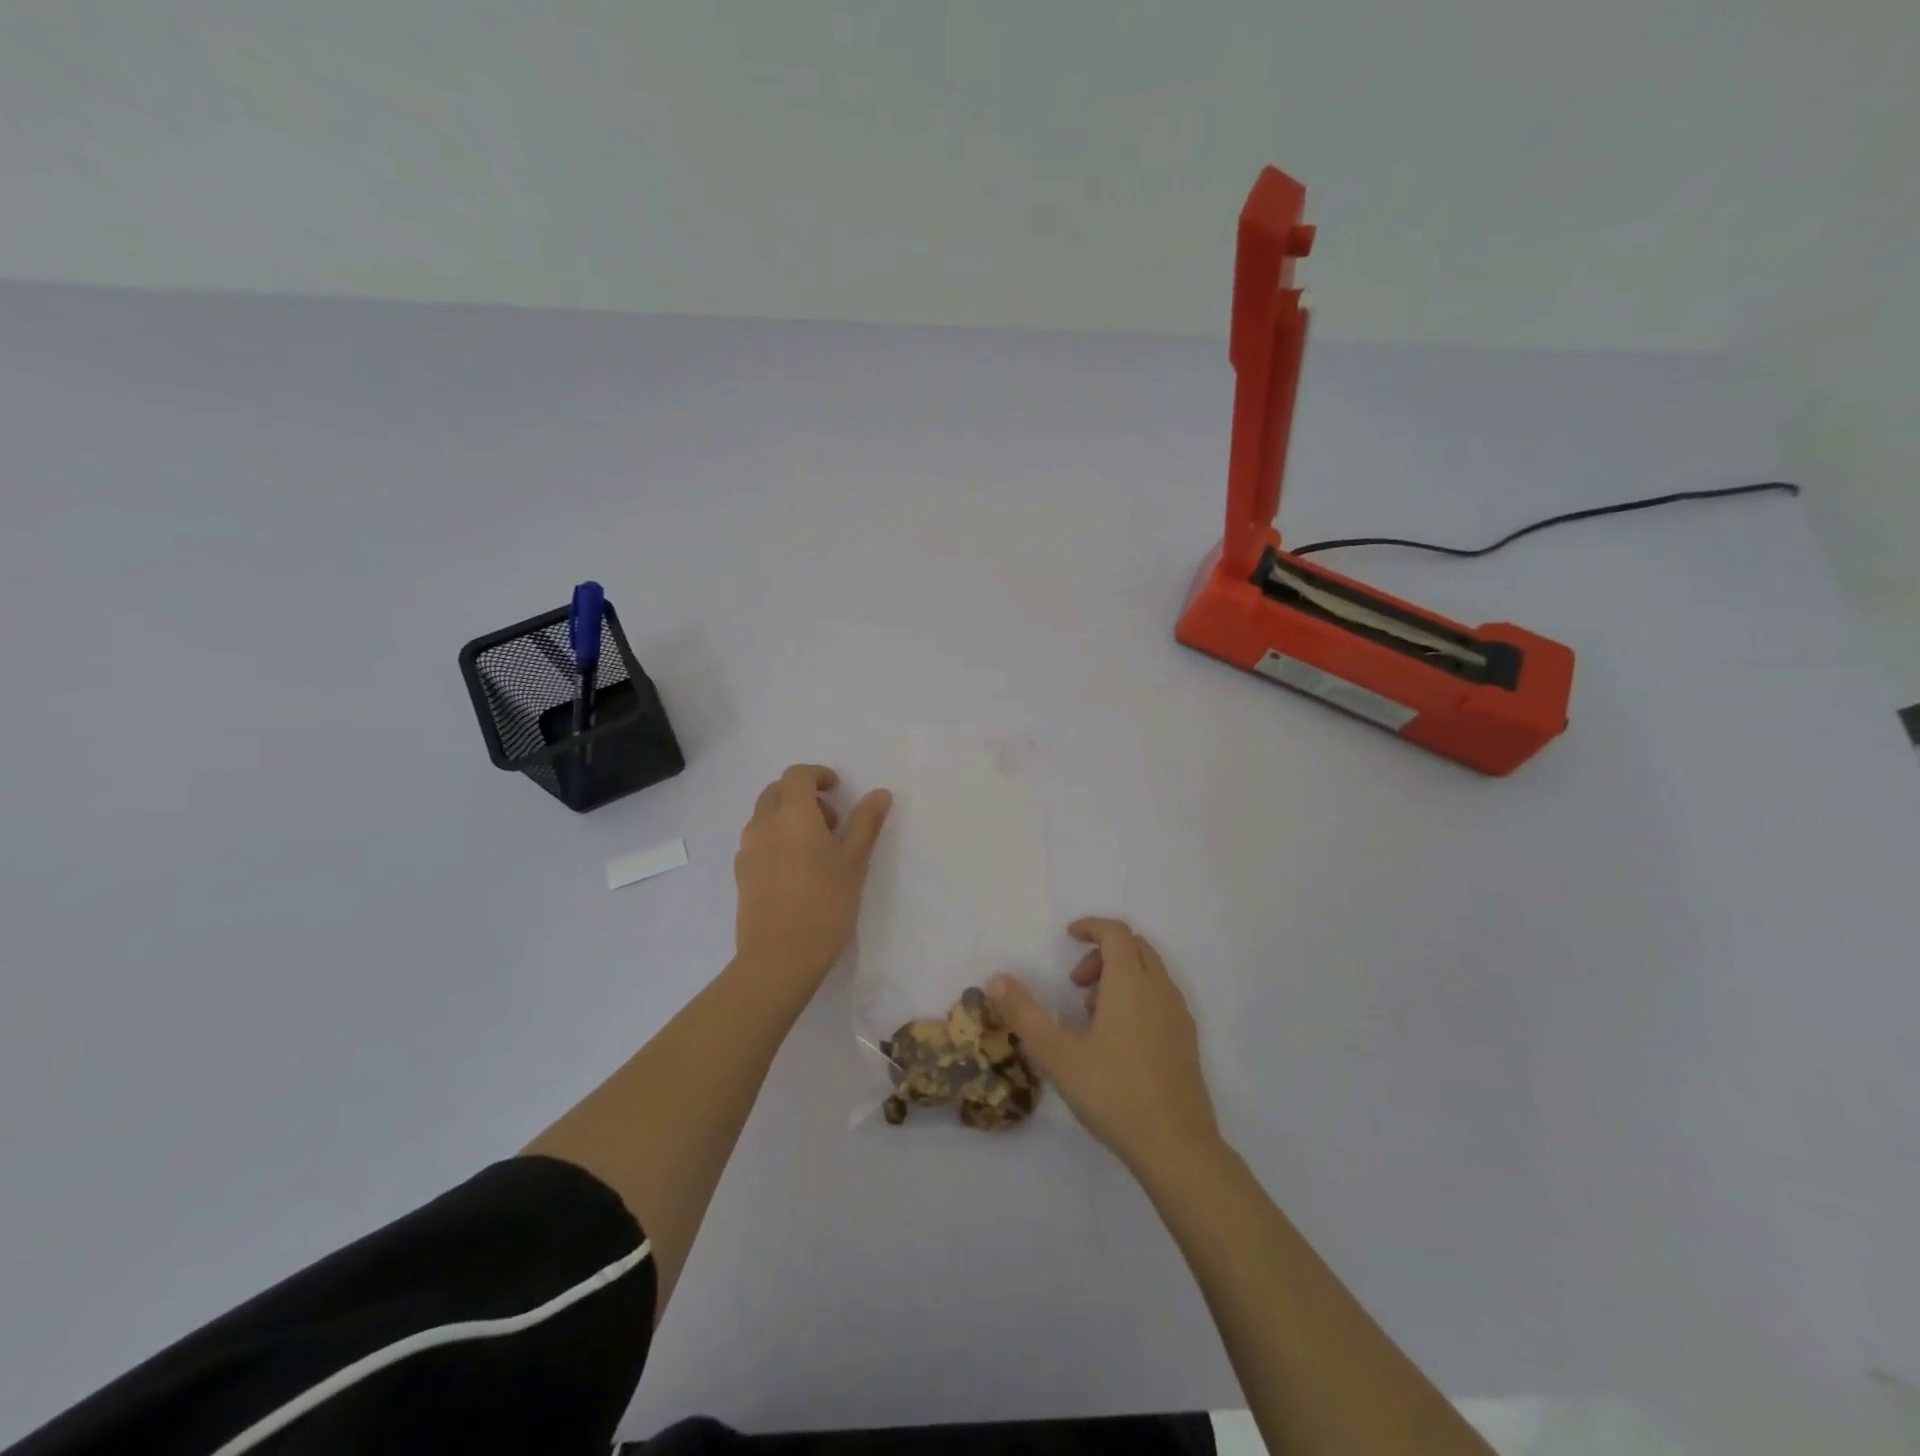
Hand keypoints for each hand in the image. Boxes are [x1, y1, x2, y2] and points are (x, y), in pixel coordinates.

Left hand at [734, 764, 891, 989]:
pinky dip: (776, 839)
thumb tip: (880, 793)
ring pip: (765, 816)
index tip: (838, 790)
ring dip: (788, 817)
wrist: (779, 958)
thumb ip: (866, 823)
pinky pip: (758, 841)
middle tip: (831, 821)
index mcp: (792, 814)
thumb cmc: (825, 905)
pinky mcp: (741, 874)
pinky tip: (797, 870)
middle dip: (803, 795)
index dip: (818, 775)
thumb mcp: (855, 862)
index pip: (797, 775)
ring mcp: (747, 850)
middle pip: (777, 791)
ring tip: (816, 849)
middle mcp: (763, 824)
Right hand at [990, 918, 1219, 1174]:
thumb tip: (996, 979)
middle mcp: (1160, 989)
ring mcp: (1179, 1015)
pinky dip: (1138, 995)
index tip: (1068, 937)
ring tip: (1091, 1014)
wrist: (1177, 1146)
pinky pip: (1161, 996)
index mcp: (1131, 983)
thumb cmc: (1113, 1093)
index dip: (1091, 927)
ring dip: (1120, 975)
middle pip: (1135, 946)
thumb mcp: (1058, 1055)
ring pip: (1150, 972)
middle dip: (1103, 952)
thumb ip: (1025, 1014)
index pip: (1115, 932)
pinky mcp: (1187, 1040)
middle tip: (1075, 983)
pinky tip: (1118, 1039)